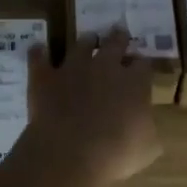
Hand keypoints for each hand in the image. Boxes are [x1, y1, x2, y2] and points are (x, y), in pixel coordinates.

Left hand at [26, 28, 161, 185]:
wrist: (70, 152)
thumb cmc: (116, 153)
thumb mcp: (147, 149)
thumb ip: (148, 132)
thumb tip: (146, 128)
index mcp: (135, 83)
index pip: (143, 64)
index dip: (143, 65)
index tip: (142, 67)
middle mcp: (105, 67)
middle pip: (115, 43)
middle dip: (118, 38)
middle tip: (119, 34)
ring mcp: (73, 68)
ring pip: (80, 45)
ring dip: (85, 41)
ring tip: (87, 39)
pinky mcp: (45, 77)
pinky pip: (39, 58)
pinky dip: (39, 53)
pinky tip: (38, 48)